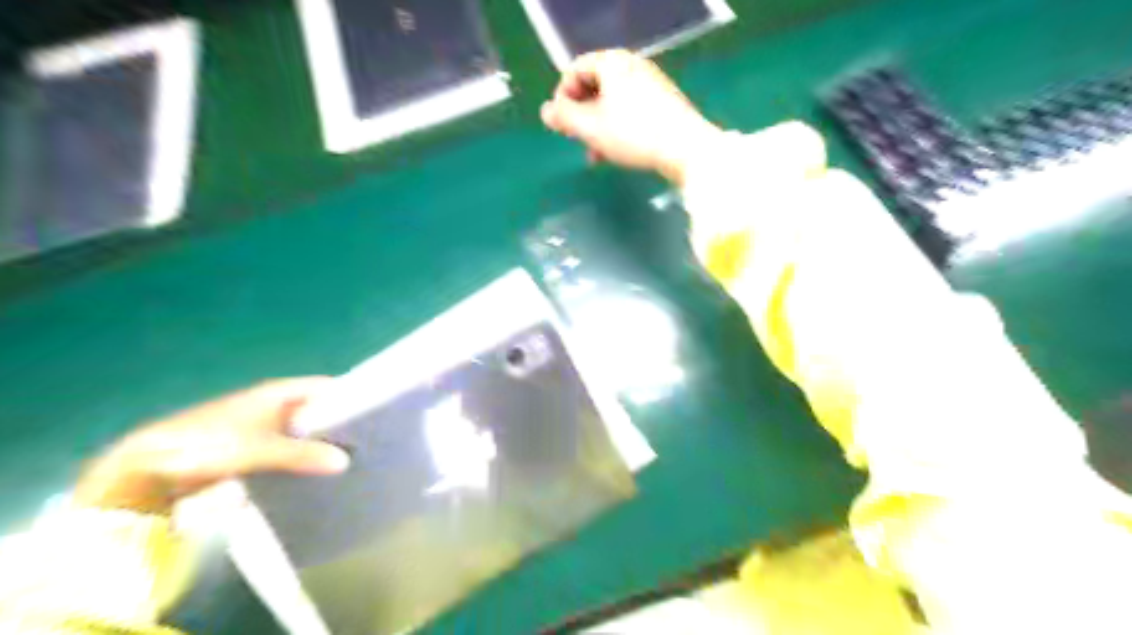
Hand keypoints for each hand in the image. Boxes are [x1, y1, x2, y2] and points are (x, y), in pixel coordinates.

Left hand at [71, 380, 347, 512]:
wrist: (149, 467)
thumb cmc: (208, 445)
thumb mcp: (259, 449)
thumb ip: (302, 455)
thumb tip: (345, 461)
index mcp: (280, 393)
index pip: (327, 387)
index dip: (351, 395)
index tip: (379, 410)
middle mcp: (276, 404)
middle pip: (319, 408)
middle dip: (342, 421)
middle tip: (374, 438)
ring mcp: (264, 425)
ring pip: (305, 429)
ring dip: (324, 440)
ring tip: (354, 455)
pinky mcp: (253, 447)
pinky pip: (290, 447)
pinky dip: (305, 455)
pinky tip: (319, 470)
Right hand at [542, 50, 720, 184]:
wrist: (686, 149)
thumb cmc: (633, 134)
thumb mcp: (591, 128)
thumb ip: (564, 118)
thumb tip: (547, 112)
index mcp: (612, 63)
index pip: (575, 70)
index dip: (562, 96)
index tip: (560, 124)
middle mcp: (632, 66)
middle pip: (595, 86)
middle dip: (581, 115)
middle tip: (576, 140)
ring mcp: (651, 84)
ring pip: (612, 103)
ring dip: (598, 127)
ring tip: (594, 155)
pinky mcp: (664, 104)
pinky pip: (630, 111)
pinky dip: (617, 129)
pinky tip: (615, 154)